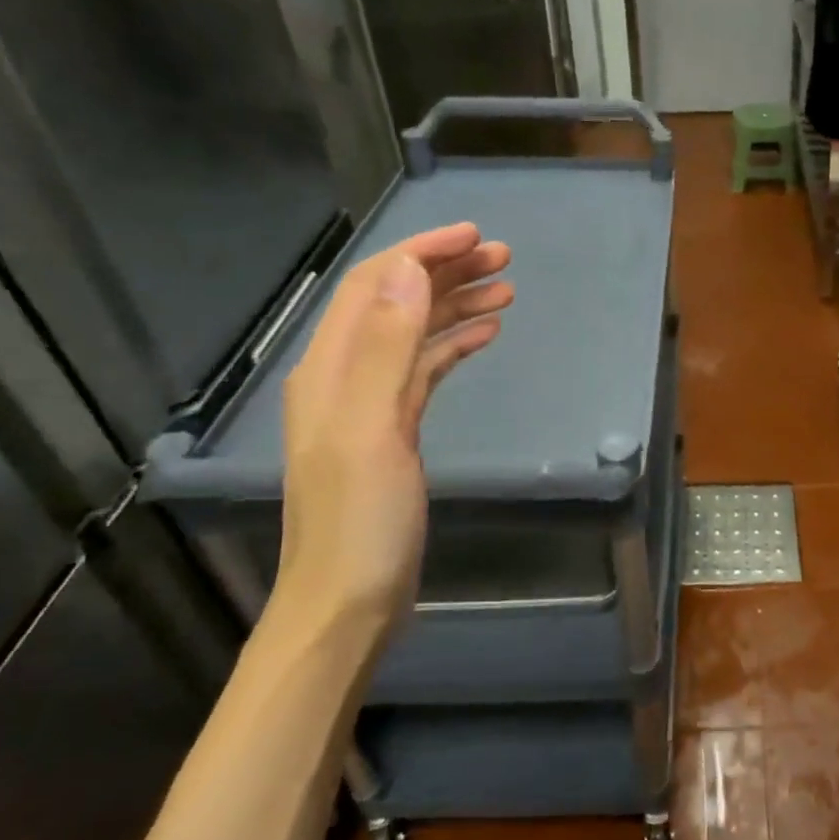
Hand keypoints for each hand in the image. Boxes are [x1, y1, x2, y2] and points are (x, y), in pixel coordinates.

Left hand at [275, 223, 512, 628]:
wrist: (348, 602)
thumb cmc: (361, 521)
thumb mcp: (373, 430)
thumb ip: (387, 348)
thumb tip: (411, 270)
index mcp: (331, 368)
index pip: (376, 286)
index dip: (422, 252)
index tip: (476, 237)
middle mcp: (345, 376)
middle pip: (396, 303)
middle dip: (446, 272)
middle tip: (505, 259)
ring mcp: (370, 404)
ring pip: (414, 334)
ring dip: (456, 306)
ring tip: (507, 290)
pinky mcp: (394, 431)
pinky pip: (425, 370)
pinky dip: (454, 345)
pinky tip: (485, 336)